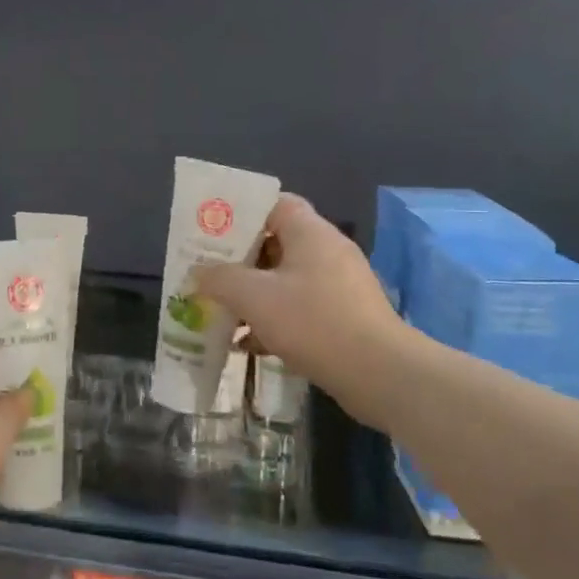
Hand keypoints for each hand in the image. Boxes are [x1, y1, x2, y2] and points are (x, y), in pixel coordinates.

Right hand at [193, 194, 401, 400]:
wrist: (379, 374)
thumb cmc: (313, 321)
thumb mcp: (254, 297)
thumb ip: (220, 279)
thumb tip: (198, 273)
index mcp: (310, 233)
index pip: (275, 203)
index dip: (243, 212)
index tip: (213, 230)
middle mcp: (328, 251)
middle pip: (276, 243)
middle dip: (240, 259)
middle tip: (208, 272)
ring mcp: (339, 286)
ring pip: (285, 279)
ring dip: (254, 294)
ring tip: (222, 310)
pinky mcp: (344, 317)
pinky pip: (300, 308)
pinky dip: (274, 320)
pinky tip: (248, 344)